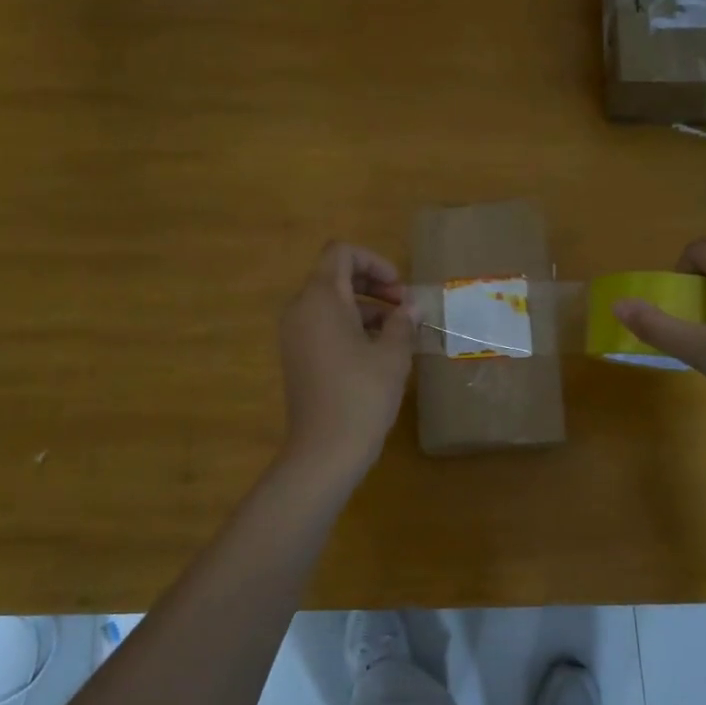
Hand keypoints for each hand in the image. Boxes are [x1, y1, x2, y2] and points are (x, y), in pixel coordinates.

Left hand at [277, 242, 415, 486]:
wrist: (325, 451)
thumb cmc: (362, 395)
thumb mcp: (392, 355)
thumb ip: (403, 322)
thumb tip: (410, 308)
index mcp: (321, 299)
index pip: (341, 253)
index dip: (374, 262)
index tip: (400, 290)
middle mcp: (300, 310)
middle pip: (335, 277)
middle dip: (373, 285)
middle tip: (405, 309)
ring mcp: (295, 336)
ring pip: (331, 304)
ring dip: (366, 309)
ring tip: (399, 334)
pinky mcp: (297, 358)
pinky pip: (324, 327)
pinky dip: (351, 328)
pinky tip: (378, 353)